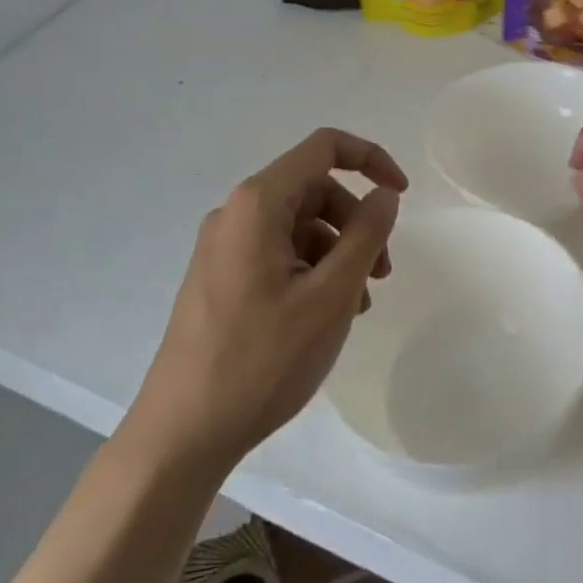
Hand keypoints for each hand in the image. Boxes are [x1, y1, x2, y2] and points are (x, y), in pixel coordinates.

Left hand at [129, 128, 407, 470]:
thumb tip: (384, 195)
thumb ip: (365, 235)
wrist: (182, 434)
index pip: (324, 148)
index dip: (370, 159)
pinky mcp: (220, 277)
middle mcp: (236, 213)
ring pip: (298, 225)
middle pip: (313, 189)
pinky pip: (277, 253)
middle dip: (355, 220)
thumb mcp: (330, 296)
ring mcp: (223, 247)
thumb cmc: (262, 359)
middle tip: (381, 272)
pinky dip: (311, 270)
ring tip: (358, 304)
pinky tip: (326, 315)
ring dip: (337, 251)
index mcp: (258, 203)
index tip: (400, 196)